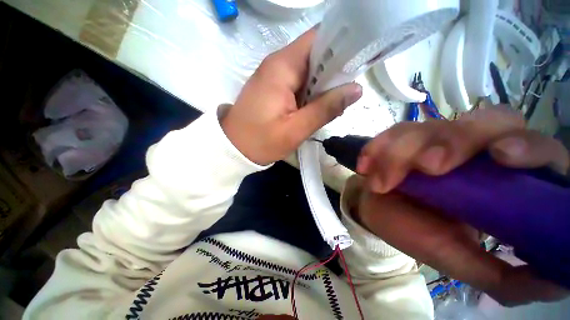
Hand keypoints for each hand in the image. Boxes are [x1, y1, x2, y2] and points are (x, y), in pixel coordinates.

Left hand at [222, 28, 362, 164]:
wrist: (233, 148)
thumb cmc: (261, 141)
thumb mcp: (295, 129)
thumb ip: (325, 108)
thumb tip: (355, 89)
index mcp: (283, 67)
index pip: (319, 39)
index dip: (341, 47)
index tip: (358, 64)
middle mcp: (278, 64)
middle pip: (315, 54)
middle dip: (334, 71)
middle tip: (347, 92)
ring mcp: (274, 76)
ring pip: (308, 70)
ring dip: (323, 85)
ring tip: (333, 103)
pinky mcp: (273, 88)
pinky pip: (298, 82)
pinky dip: (310, 92)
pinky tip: (315, 107)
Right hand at [354, 108, 568, 305]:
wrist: (377, 210)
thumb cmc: (418, 233)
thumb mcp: (461, 260)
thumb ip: (506, 277)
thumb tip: (557, 282)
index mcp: (499, 178)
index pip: (532, 146)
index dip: (526, 145)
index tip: (503, 157)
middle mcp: (471, 150)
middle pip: (483, 122)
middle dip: (453, 141)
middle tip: (426, 167)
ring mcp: (432, 139)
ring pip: (428, 127)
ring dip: (401, 151)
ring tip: (380, 181)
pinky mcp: (401, 139)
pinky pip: (391, 134)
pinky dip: (377, 148)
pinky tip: (365, 166)